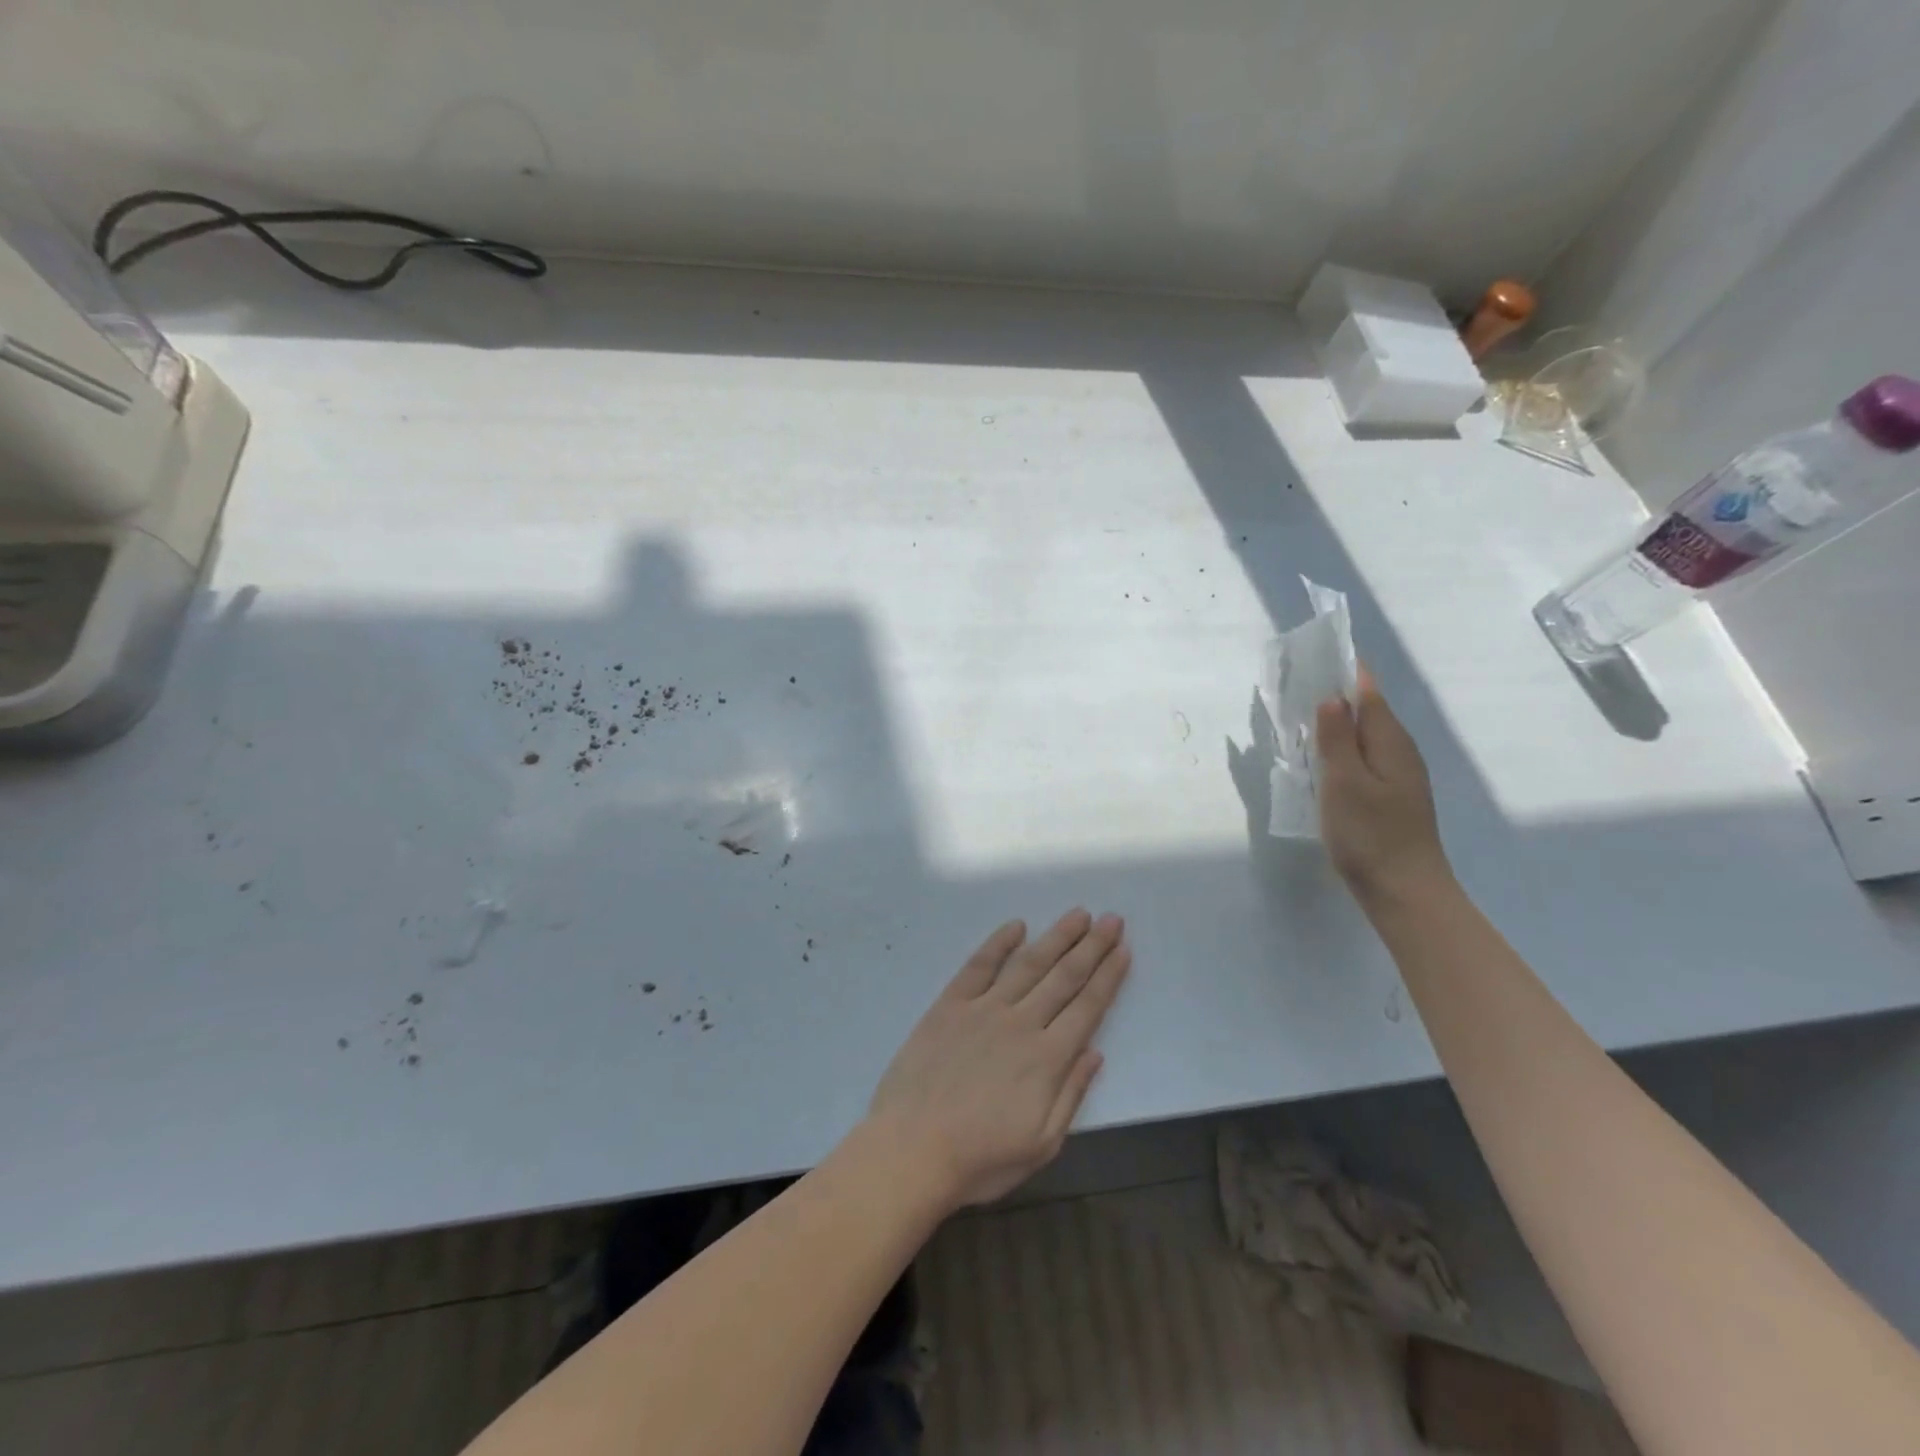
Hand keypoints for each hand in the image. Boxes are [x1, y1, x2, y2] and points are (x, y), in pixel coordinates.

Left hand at [866, 910, 1130, 1209]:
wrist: (911, 1149)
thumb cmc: (980, 1158)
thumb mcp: (1041, 1144)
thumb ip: (1071, 1094)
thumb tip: (1095, 1053)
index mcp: (1048, 1058)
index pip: (1088, 1007)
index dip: (1108, 977)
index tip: (1124, 950)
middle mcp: (1022, 1023)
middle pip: (1065, 977)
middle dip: (1092, 946)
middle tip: (1112, 919)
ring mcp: (984, 1009)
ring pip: (1029, 964)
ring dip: (1057, 937)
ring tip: (1079, 915)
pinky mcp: (950, 1004)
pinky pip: (979, 965)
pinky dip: (999, 943)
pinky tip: (1016, 925)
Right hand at [1316, 666, 1450, 902]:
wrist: (1404, 890)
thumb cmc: (1371, 835)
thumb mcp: (1344, 783)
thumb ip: (1336, 739)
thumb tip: (1331, 697)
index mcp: (1390, 741)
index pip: (1368, 691)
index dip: (1345, 670)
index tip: (1315, 655)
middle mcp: (1399, 751)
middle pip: (1368, 710)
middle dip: (1337, 693)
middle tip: (1296, 684)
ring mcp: (1397, 775)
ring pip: (1365, 735)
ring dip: (1337, 722)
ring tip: (1302, 716)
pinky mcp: (1389, 795)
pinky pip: (1363, 757)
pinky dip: (1341, 748)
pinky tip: (1321, 759)